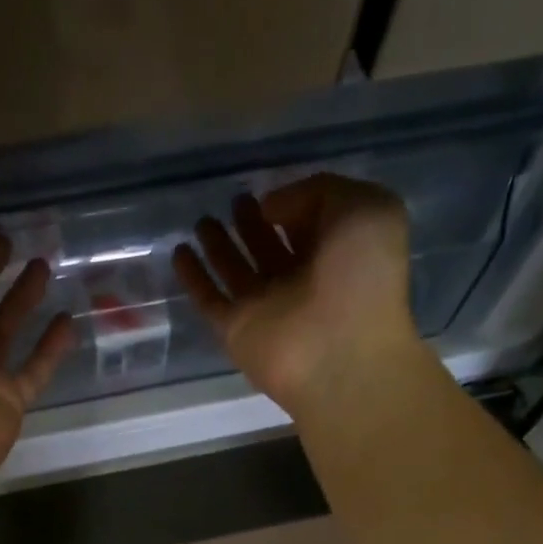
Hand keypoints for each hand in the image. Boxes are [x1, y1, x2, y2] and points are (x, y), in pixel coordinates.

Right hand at [174, 173, 418, 421]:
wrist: (338, 352)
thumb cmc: (362, 278)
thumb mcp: (361, 207)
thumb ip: (317, 192)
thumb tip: (269, 209)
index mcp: (337, 254)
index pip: (309, 224)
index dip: (291, 205)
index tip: (270, 191)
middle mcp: (301, 281)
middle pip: (269, 247)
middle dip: (251, 225)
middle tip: (234, 202)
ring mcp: (266, 308)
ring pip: (236, 272)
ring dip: (219, 248)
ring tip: (202, 221)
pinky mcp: (236, 330)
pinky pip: (209, 300)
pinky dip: (194, 278)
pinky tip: (180, 253)